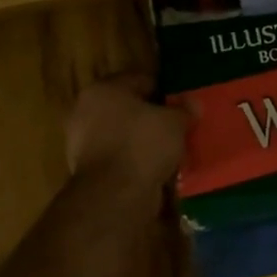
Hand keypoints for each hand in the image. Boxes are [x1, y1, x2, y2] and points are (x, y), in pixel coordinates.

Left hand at [65, 74, 187, 199]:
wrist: (115, 196)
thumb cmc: (143, 145)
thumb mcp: (174, 122)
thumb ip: (184, 109)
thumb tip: (193, 103)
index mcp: (102, 89)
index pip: (140, 80)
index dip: (165, 90)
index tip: (183, 103)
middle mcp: (86, 111)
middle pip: (129, 108)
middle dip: (153, 116)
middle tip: (179, 125)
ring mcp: (83, 142)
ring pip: (124, 134)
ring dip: (145, 140)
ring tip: (172, 149)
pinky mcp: (88, 170)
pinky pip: (120, 157)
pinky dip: (136, 160)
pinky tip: (157, 168)